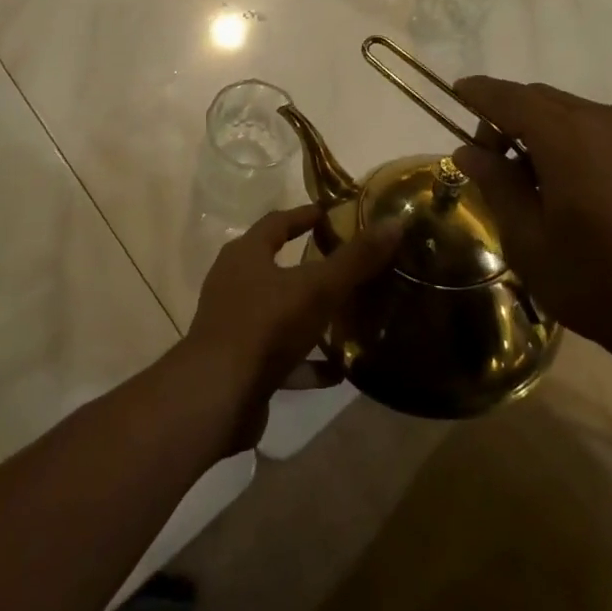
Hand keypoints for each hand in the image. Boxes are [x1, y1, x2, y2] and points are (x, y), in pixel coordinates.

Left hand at [182, 204, 404, 452]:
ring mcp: (234, 325)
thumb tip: (394, 223)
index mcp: (246, 255)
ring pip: (278, 312)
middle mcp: (234, 283)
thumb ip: (355, 259)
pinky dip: (306, 361)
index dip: (305, 215)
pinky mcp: (239, 364)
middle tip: (345, 264)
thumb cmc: (265, 327)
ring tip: (347, 318)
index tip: (331, 213)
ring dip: (309, 315)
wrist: (217, 397)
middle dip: (309, 265)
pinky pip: (279, 356)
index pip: (277, 222)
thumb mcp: (317, 289)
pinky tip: (337, 371)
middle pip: (275, 265)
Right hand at [450, 77, 611, 383]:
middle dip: (507, 115)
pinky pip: (597, 128)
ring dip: (539, 127)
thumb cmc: (598, 283)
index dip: (479, 92)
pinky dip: (569, 138)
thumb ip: (497, 184)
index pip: (510, 98)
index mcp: (568, 137)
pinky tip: (567, 183)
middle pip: (540, 98)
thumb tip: (468, 150)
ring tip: (527, 177)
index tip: (455, 90)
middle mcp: (603, 121)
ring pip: (569, 111)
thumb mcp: (529, 240)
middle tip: (488, 159)